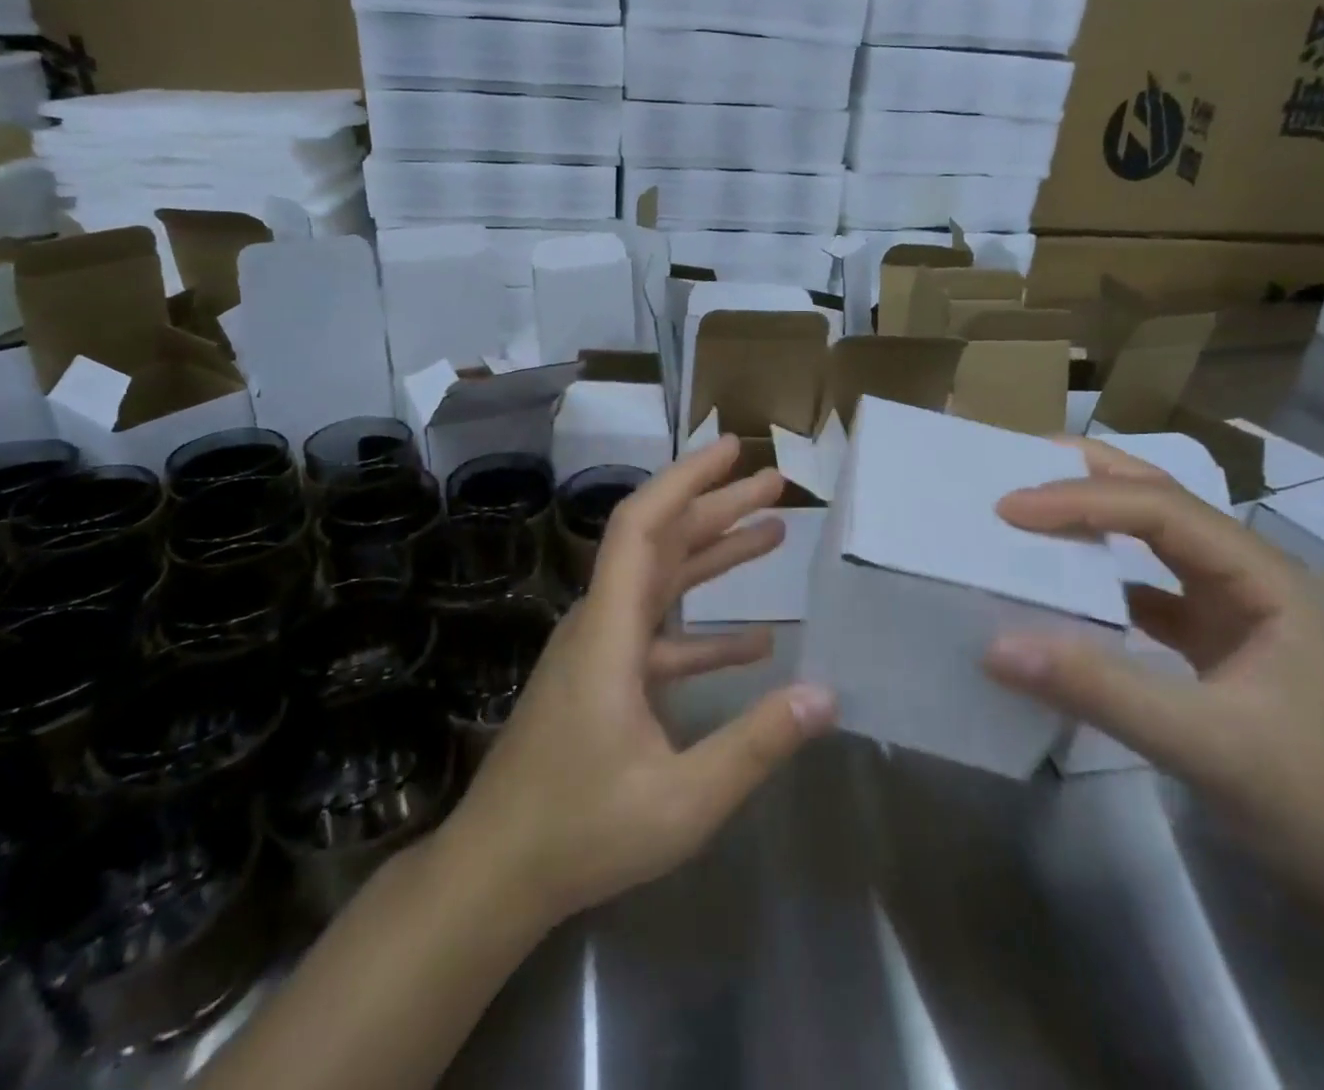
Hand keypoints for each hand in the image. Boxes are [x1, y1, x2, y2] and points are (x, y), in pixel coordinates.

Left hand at [448, 436, 836, 925]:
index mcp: (610, 629)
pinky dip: (705, 628)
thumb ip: (755, 744)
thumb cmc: (582, 830)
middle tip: (775, 484)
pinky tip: (757, 642)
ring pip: (662, 582)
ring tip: (774, 533)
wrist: (497, 873)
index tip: (731, 450)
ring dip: (715, 556)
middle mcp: (602, 623)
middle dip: (718, 506)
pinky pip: (660, 635)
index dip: (686, 478)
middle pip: (661, 541)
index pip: (642, 526)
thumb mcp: (682, 799)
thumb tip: (826, 695)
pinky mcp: (604, 680)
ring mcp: (601, 651)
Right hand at [983, 466, 1323, 915]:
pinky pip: (1148, 594)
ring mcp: (1236, 613)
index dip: (1081, 500)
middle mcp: (1251, 579)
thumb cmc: (1323, 805)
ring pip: (1156, 543)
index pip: (1160, 509)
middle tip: (1022, 463)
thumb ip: (1098, 689)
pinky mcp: (1218, 649)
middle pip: (1163, 503)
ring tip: (1034, 509)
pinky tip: (1066, 588)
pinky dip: (1103, 581)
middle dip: (1093, 476)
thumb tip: (994, 646)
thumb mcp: (1205, 744)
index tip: (1008, 507)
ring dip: (1097, 522)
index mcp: (1265, 578)